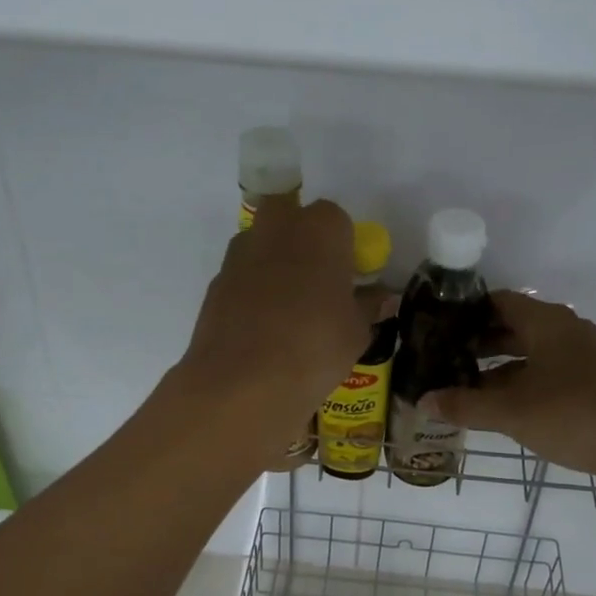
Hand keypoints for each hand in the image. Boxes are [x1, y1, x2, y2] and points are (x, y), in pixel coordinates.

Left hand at [175, 196, 362, 452]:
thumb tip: (379, 298)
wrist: (244, 381)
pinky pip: (242, 275)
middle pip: (289, 214)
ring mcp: (240, 253)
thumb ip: (368, 306)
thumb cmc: (316, 346)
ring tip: (288, 307)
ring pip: (261, 242)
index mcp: (321, 228)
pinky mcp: (216, 282)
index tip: (347, 274)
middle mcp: (277, 228)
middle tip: (316, 276)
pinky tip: (263, 326)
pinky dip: (252, 290)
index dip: (343, 245)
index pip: (336, 219)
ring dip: (274, 261)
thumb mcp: (357, 330)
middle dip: (301, 235)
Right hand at [424, 290, 595, 482]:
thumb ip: (464, 405)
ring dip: (498, 366)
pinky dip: (521, 381)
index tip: (438, 328)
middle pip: (513, 326)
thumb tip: (423, 401)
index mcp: (547, 322)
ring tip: (463, 384)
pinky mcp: (591, 381)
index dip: (467, 312)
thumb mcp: (510, 412)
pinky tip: (500, 405)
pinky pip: (546, 370)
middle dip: (478, 342)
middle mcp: (565, 330)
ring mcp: (582, 356)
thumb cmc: (572, 416)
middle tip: (444, 359)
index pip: (499, 301)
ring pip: (530, 352)